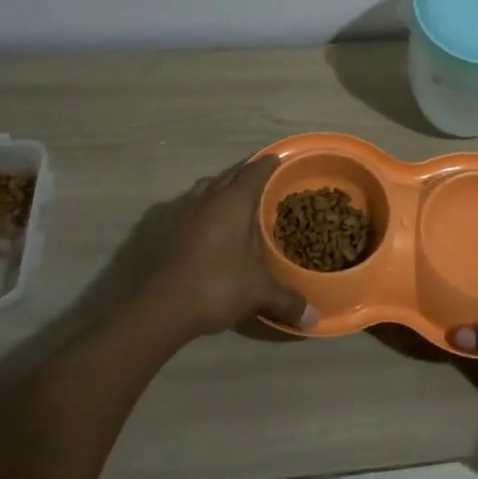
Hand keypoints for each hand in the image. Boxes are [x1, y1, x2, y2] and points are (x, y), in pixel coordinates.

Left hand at [139, 156, 314, 342]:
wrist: (163, 307)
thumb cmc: (219, 286)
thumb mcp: (260, 292)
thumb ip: (288, 300)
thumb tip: (314, 319)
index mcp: (235, 201)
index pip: (256, 172)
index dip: (269, 164)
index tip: (278, 160)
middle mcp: (209, 197)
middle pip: (230, 174)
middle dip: (246, 174)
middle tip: (262, 181)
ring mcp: (184, 210)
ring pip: (206, 187)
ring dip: (221, 187)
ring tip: (233, 198)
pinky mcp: (166, 227)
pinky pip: (189, 204)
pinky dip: (202, 206)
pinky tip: (206, 223)